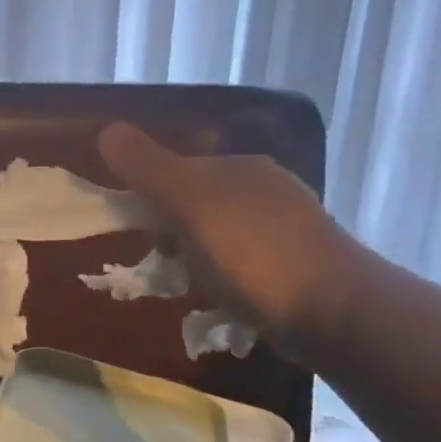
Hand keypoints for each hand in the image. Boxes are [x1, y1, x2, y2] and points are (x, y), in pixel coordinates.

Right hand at [98, 123, 361, 349]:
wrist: (333, 311)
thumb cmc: (252, 253)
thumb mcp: (190, 203)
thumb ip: (148, 168)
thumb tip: (106, 130)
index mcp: (240, 168)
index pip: (177, 173)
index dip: (150, 202)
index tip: (140, 236)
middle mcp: (265, 192)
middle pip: (196, 209)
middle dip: (173, 239)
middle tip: (166, 271)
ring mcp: (285, 231)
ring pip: (217, 242)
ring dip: (196, 266)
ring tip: (193, 292)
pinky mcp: (295, 270)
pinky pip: (241, 270)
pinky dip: (224, 285)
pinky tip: (223, 306)